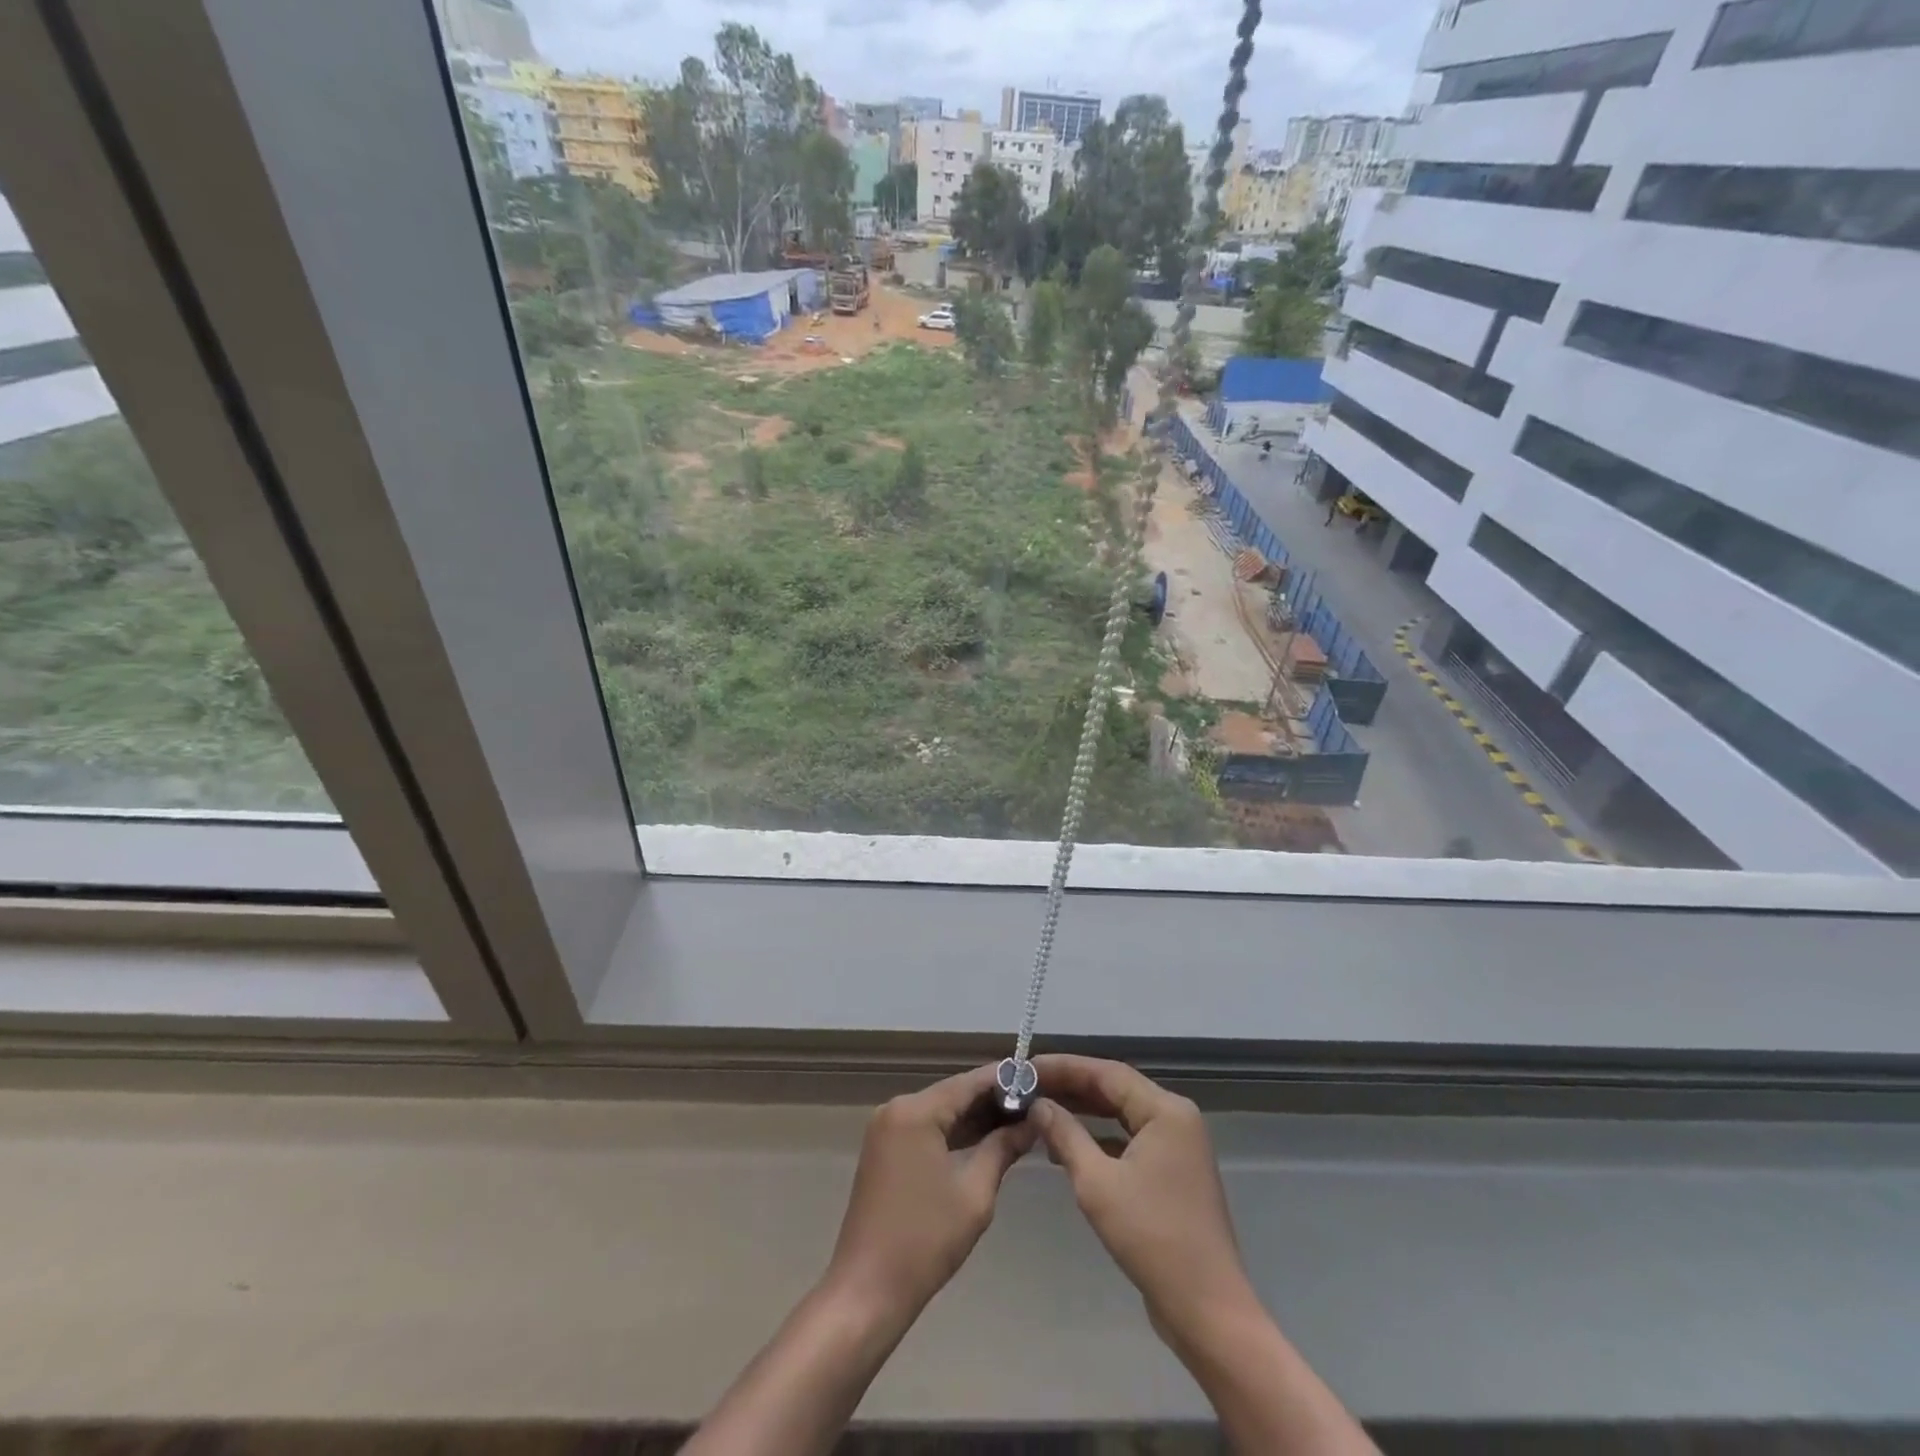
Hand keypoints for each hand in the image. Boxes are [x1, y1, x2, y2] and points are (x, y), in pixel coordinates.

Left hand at [821, 1063, 1038, 1325]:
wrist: (867, 1291)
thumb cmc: (925, 1240)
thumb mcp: (975, 1193)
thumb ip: (1003, 1148)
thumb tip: (1032, 1122)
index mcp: (916, 1111)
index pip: (969, 1082)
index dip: (1005, 1079)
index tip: (1040, 1078)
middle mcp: (897, 1108)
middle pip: (953, 1094)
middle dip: (993, 1100)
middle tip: (1036, 1104)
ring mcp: (887, 1128)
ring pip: (941, 1111)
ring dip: (975, 1118)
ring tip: (1020, 1121)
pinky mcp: (885, 1149)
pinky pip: (926, 1129)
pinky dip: (954, 1134)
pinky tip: (986, 1140)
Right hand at [1031, 1054, 1256, 1348]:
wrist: (1206, 1309)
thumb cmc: (1151, 1237)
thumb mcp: (1097, 1183)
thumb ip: (1065, 1135)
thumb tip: (1038, 1105)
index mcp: (1165, 1110)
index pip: (1107, 1073)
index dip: (1064, 1067)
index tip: (1027, 1068)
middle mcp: (1175, 1118)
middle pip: (1115, 1090)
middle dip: (1071, 1088)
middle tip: (1028, 1088)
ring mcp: (1177, 1146)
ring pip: (1121, 1115)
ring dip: (1082, 1114)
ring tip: (1040, 1112)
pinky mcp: (1171, 1172)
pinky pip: (1129, 1140)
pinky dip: (1098, 1140)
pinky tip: (1066, 1148)